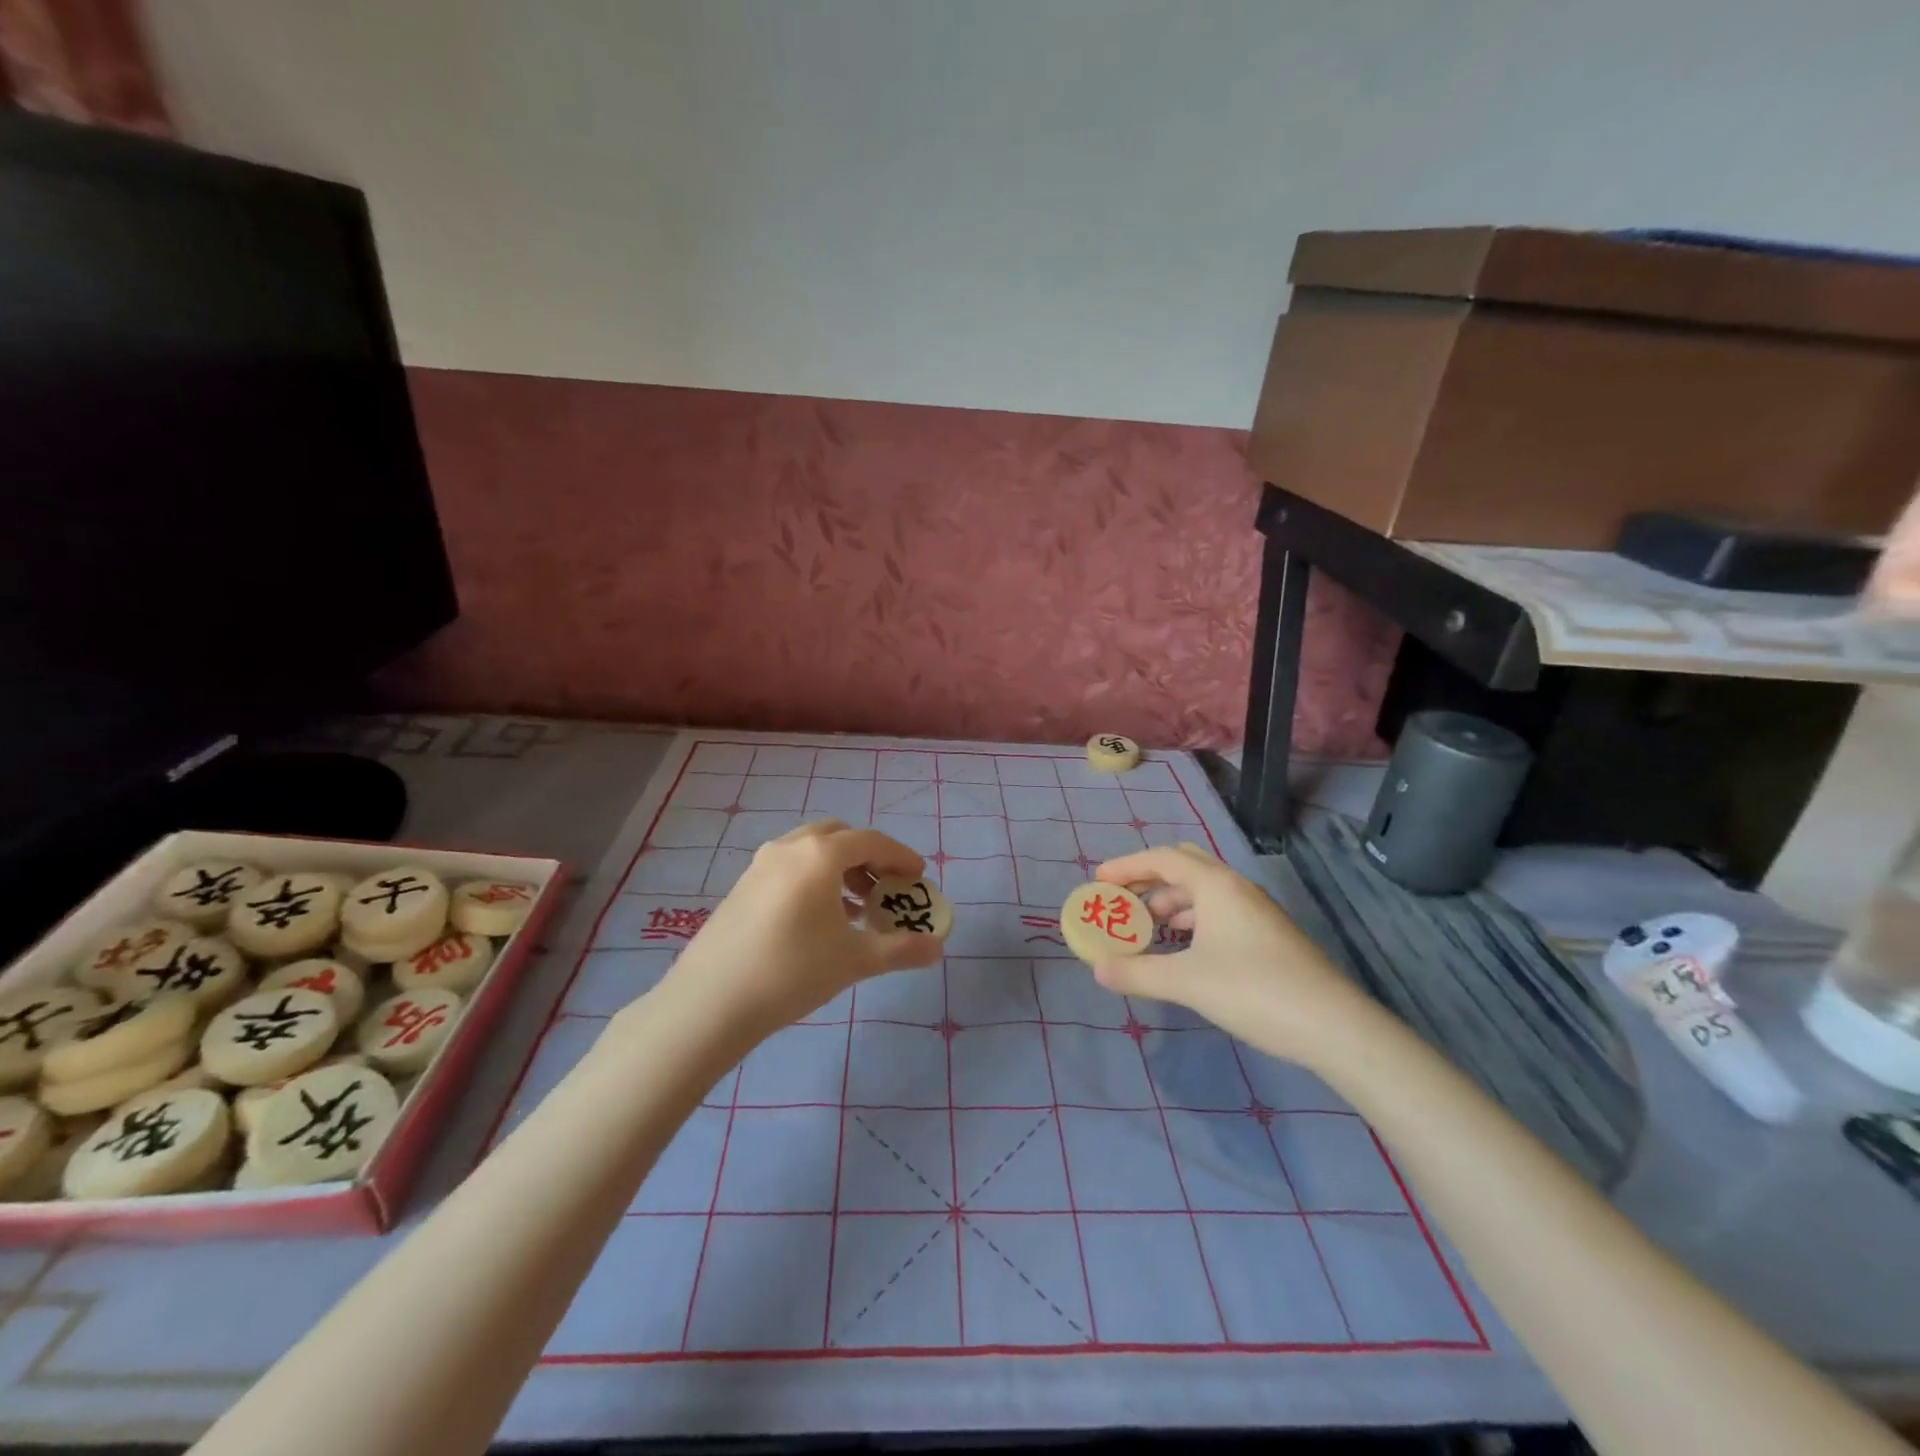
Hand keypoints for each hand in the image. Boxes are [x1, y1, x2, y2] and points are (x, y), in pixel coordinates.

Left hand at [656, 819, 945, 1038]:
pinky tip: (819, 919)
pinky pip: (789, 867)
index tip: (918, 876)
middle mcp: (789, 847)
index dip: (901, 856)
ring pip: (811, 851)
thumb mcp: (854, 960)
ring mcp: (760, 864)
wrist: (711, 1002)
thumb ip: (901, 949)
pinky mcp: (742, 886)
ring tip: (856, 907)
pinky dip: (814, 879)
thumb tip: (938, 948)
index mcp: (820, 854)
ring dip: (840, 869)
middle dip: (869, 857)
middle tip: (886, 887)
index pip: (871, 841)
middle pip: (839, 836)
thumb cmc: (792, 971)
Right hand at [1089, 844, 1372, 1064]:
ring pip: (1203, 893)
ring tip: (1145, 929)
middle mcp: (1236, 888)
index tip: (1098, 881)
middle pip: (1184, 867)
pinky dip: (1192, 922)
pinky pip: (1218, 913)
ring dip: (1170, 903)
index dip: (1127, 866)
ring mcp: (1256, 912)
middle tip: (1122, 901)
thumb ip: (1137, 973)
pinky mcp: (1268, 936)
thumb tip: (1097, 968)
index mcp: (1216, 885)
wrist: (1333, 1026)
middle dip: (1148, 880)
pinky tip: (1182, 950)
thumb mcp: (1186, 982)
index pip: (1163, 859)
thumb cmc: (1254, 990)